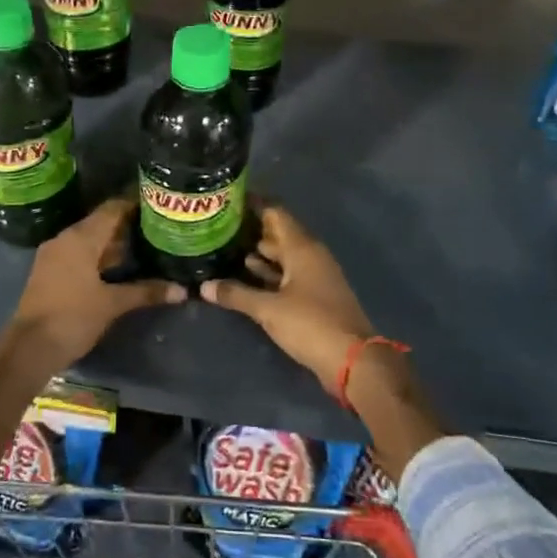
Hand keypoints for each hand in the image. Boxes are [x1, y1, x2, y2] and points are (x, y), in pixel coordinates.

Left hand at [8, 199, 184, 372]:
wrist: (30, 348)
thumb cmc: (73, 318)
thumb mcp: (113, 304)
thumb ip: (146, 292)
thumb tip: (181, 290)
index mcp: (80, 238)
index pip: (111, 210)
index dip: (133, 204)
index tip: (156, 203)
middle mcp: (65, 239)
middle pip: (100, 223)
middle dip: (126, 224)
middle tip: (155, 225)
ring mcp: (54, 255)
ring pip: (88, 239)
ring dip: (112, 242)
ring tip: (143, 243)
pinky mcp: (49, 271)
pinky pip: (78, 253)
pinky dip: (98, 255)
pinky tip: (118, 266)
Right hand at [201, 205, 443, 478]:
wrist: (352, 360)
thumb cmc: (311, 324)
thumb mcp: (269, 309)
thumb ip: (236, 295)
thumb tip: (204, 286)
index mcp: (303, 248)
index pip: (276, 213)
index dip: (254, 204)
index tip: (229, 197)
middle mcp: (310, 256)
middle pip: (279, 233)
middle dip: (251, 228)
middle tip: (219, 224)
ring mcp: (315, 276)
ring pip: (283, 256)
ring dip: (259, 252)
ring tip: (225, 247)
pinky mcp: (315, 296)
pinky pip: (287, 275)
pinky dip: (268, 273)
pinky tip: (246, 275)